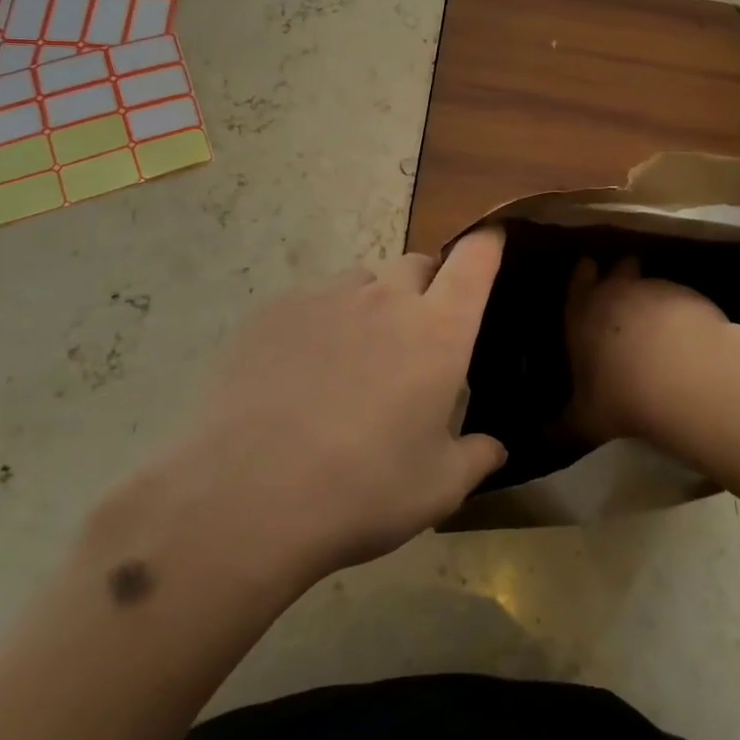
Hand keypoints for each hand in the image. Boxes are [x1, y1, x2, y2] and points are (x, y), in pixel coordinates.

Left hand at [111, 230, 509, 593]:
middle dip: (427, 286)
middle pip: (418, 264)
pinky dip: (320, 324)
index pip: (475, 261)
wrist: (245, 499)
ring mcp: (325, 298)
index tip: (494, 240)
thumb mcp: (437, 489)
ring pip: (363, 282)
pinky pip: (312, 301)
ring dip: (372, 305)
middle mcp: (386, 299)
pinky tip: (298, 374)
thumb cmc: (362, 491)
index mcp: (437, 331)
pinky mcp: (274, 311)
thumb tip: (493, 446)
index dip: (489, 244)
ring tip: (353, 358)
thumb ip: (475, 457)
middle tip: (416, 336)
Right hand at [563, 257, 729, 441]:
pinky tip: (690, 337)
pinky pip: (684, 300)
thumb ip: (564, 426)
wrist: (684, 377)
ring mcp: (658, 290)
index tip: (589, 272)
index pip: (579, 281)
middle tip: (626, 291)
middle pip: (620, 268)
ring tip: (661, 323)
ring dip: (655, 297)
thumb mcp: (586, 420)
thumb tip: (543, 440)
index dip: (583, 275)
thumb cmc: (622, 395)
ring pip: (653, 282)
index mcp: (583, 313)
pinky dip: (684, 313)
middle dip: (622, 274)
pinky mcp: (692, 298)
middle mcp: (618, 292)